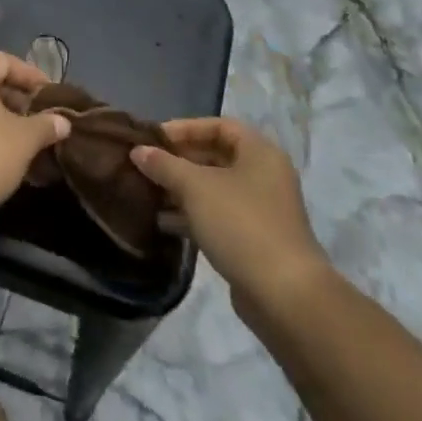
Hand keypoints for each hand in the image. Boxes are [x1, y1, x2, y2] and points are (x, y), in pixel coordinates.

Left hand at [0, 53, 69, 227]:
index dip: (30, 73)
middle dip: (18, 98)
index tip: (50, 95)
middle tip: (40, 118)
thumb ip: (45, 126)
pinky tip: (4, 157)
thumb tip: (62, 121)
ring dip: (3, 118)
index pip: (3, 60)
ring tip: (27, 141)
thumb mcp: (24, 140)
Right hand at [130, 118, 331, 325]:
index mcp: (259, 153)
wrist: (284, 294)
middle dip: (178, 160)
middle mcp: (264, 176)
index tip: (154, 139)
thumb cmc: (240, 224)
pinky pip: (217, 216)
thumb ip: (164, 165)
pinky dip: (191, 215)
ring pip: (214, 189)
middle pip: (215, 157)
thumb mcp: (195, 187)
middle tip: (145, 166)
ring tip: (147, 193)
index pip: (219, 126)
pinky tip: (163, 222)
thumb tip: (137, 150)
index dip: (185, 128)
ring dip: (181, 189)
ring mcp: (261, 210)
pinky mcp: (254, 240)